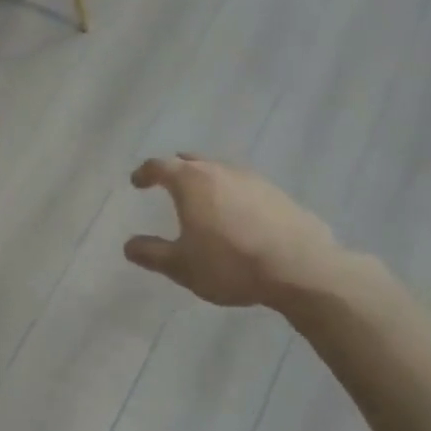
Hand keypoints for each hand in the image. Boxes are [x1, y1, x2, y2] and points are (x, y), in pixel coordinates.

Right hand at [124, 154, 352, 310]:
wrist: (301, 269)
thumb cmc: (231, 264)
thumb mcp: (182, 266)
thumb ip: (152, 253)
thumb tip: (129, 245)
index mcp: (191, 182)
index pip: (159, 166)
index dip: (145, 173)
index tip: (137, 182)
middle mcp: (220, 171)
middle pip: (192, 161)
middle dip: (177, 170)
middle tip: (168, 182)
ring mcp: (253, 179)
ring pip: (221, 171)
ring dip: (207, 181)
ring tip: (204, 200)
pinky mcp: (278, 194)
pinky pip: (246, 187)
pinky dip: (234, 194)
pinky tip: (238, 215)